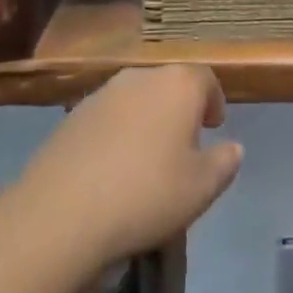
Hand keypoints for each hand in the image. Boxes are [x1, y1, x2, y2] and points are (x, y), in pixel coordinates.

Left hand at [12, 66, 243, 266]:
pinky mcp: (70, 117)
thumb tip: (232, 147)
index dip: (213, 101)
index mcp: (178, 84)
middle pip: (169, 85)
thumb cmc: (146, 194)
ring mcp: (101, 94)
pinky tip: (112, 169)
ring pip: (135, 100)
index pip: (205, 79)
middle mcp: (140, 77)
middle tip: (183, 144)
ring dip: (146, 120)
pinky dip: (116, 134)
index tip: (214, 127)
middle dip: (180, 109)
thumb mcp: (202, 188)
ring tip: (146, 159)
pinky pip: (106, 118)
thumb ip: (225, 162)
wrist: (60, 215)